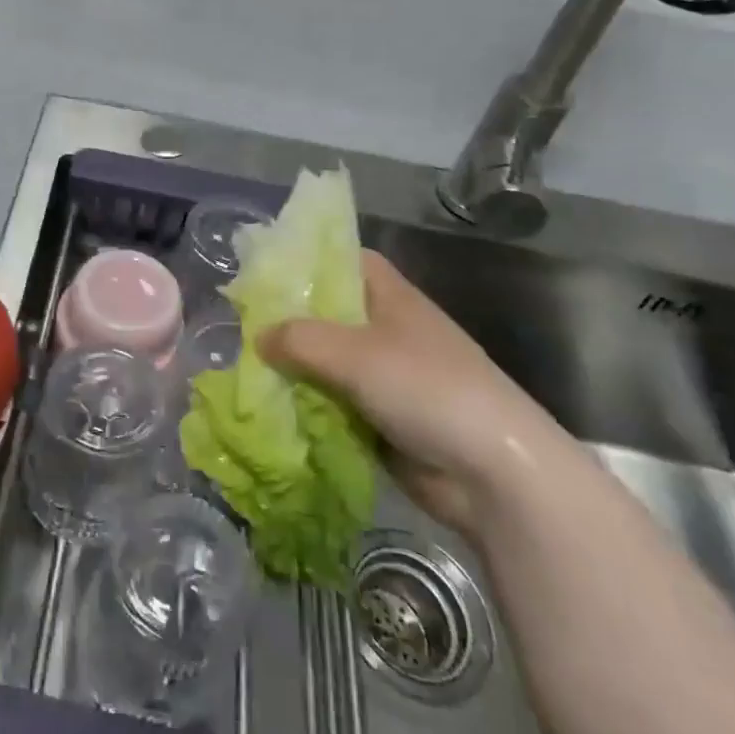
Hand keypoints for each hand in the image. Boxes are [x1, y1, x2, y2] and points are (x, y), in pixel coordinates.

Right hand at [260, 250, 571, 534]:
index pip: (345, 260)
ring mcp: (386, 376)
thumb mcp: (354, 353)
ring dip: (295, 368)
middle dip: (288, 319)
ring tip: (243, 367)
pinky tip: (271, 408)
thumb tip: (257, 337)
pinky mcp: (382, 419)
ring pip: (327, 361)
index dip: (307, 258)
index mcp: (390, 297)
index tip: (263, 268)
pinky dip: (308, 405)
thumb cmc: (427, 389)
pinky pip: (334, 403)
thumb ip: (299, 339)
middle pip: (329, 313)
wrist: (495, 475)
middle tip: (239, 321)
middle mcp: (387, 329)